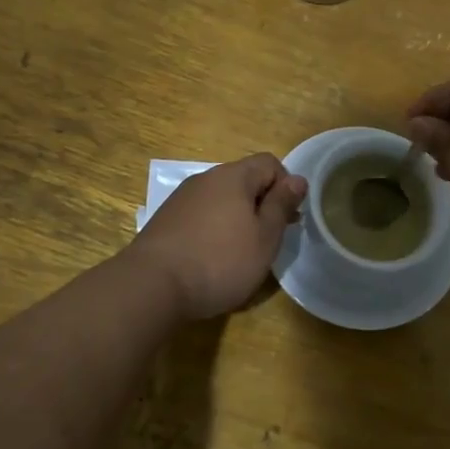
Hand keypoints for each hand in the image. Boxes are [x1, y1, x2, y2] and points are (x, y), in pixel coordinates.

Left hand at [131, 154, 307, 320]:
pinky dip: (214, 229)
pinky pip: (201, 215)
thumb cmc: (220, 261)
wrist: (152, 285)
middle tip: (269, 239)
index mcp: (233, 176)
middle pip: (244, 180)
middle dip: (262, 204)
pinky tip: (212, 258)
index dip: (286, 186)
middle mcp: (206, 178)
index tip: (288, 219)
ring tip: (241, 252)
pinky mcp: (166, 220)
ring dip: (238, 218)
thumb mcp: (264, 237)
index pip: (269, 163)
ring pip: (221, 199)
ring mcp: (182, 198)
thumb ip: (282, 205)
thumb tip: (297, 179)